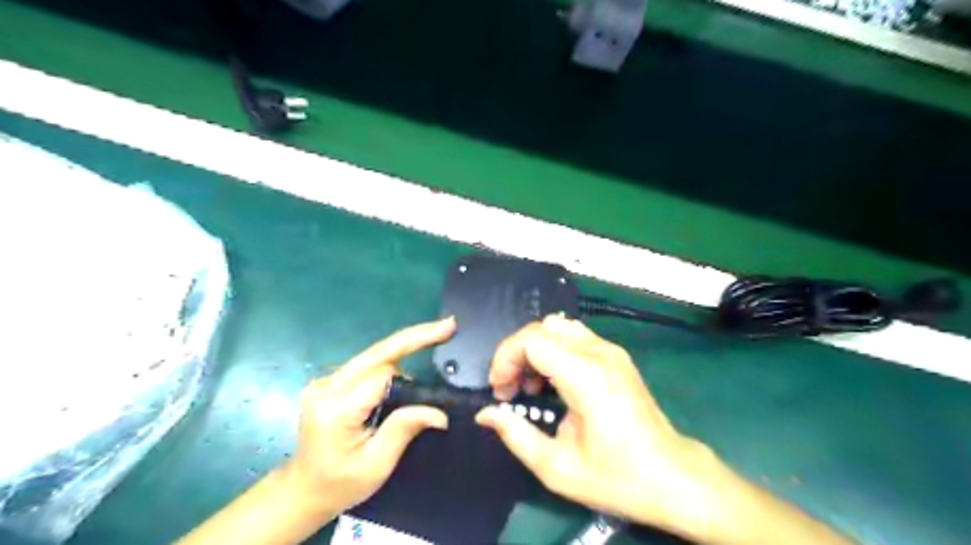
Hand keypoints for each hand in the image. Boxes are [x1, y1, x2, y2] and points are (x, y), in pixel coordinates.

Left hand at [283, 316, 458, 516]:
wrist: (302, 491)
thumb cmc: (339, 484)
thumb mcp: (376, 464)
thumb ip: (403, 429)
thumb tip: (439, 412)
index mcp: (337, 407)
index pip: (382, 376)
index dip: (411, 379)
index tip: (437, 382)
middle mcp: (328, 386)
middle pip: (378, 351)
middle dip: (415, 336)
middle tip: (448, 325)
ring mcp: (326, 381)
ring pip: (374, 354)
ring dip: (405, 347)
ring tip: (436, 337)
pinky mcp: (331, 382)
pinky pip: (368, 363)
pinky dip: (393, 357)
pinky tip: (411, 352)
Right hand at [474, 315, 722, 534]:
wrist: (672, 477)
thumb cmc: (616, 477)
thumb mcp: (557, 467)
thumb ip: (516, 435)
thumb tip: (484, 414)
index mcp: (587, 376)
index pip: (533, 340)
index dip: (506, 358)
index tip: (500, 390)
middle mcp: (600, 353)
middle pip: (542, 328)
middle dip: (516, 354)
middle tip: (509, 389)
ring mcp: (611, 350)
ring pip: (558, 327)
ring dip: (534, 348)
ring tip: (530, 384)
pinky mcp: (616, 355)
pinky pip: (574, 335)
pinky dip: (553, 348)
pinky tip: (553, 380)